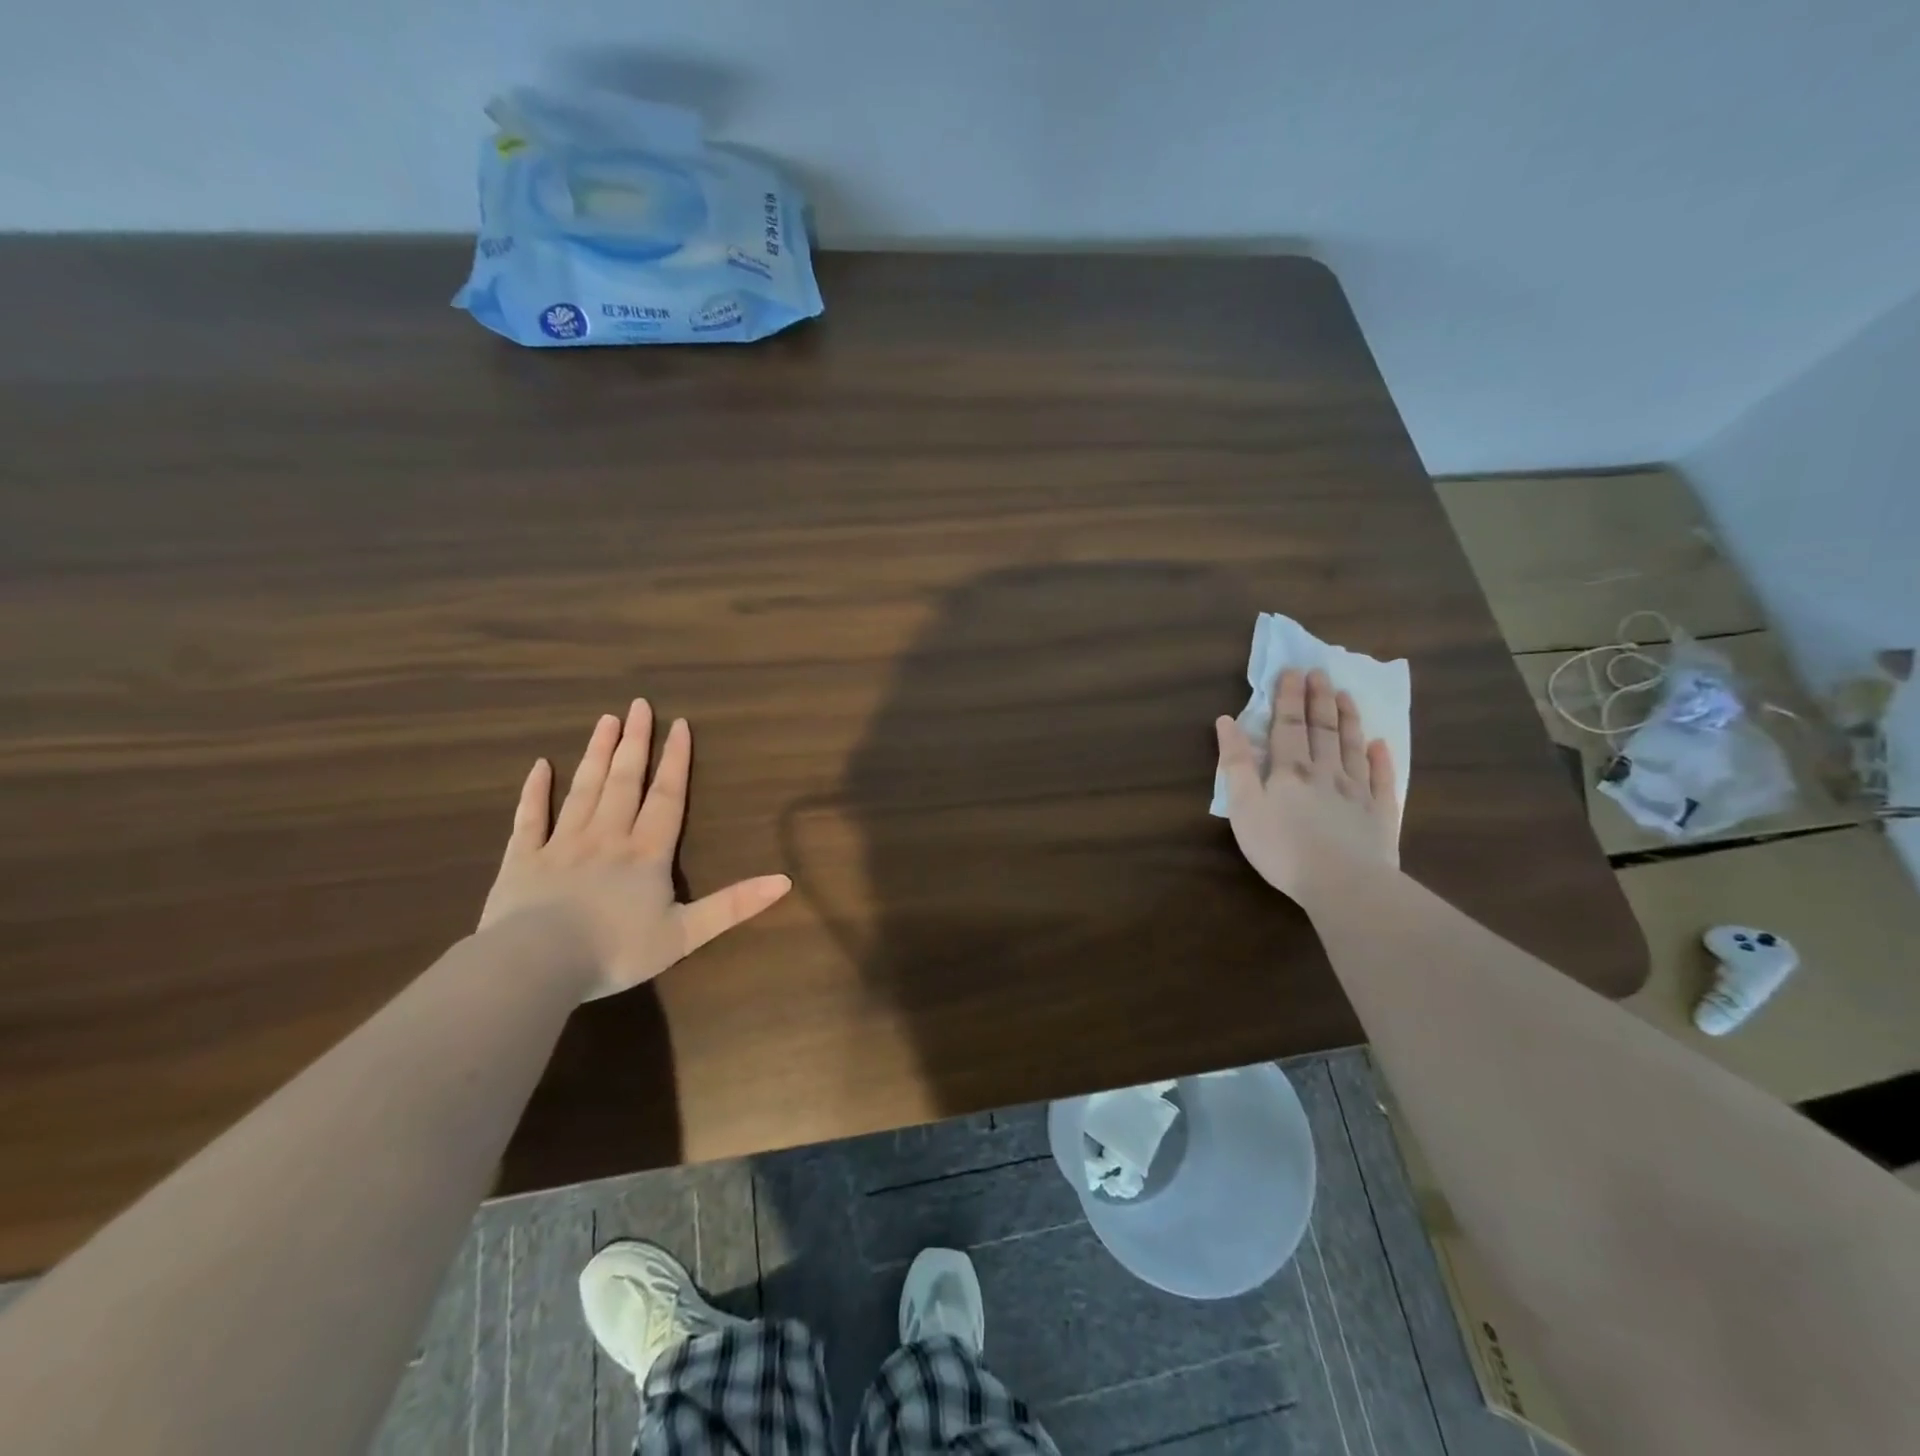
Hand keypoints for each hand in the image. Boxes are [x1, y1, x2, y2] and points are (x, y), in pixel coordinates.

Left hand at [479, 701, 791, 999]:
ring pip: (584, 789)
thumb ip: (734, 905)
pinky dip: (535, 791)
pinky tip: (540, 766)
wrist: (537, 965)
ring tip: (605, 720)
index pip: (667, 796)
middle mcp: (607, 836)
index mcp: (646, 852)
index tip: (678, 724)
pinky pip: (530, 818)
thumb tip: (785, 880)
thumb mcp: (686, 933)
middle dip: (635, 742)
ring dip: (597, 754)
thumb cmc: (616, 950)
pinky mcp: (523, 859)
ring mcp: (562, 844)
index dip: (675, 760)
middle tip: (638, 705)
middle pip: (625, 781)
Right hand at [1215, 668, 1400, 903]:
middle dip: (1319, 699)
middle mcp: (1326, 772)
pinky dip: (1381, 759)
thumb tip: (1227, 721)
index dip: (1289, 698)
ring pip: (1353, 747)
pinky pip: (1382, 779)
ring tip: (1346, 696)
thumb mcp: (1243, 806)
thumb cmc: (1281, 847)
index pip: (1288, 726)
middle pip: (1323, 729)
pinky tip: (1381, 744)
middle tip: (1320, 673)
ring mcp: (1357, 792)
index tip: (1293, 671)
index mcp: (1290, 770)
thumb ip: (1236, 763)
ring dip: (1349, 720)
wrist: (1341, 882)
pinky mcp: (1381, 814)